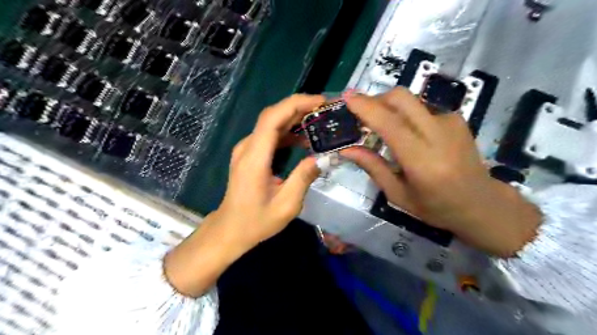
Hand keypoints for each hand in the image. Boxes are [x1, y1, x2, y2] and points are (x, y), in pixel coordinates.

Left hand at [218, 93, 324, 245]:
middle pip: (272, 116)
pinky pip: (270, 135)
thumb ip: (304, 178)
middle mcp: (248, 148)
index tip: (320, 102)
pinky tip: (304, 138)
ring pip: (271, 124)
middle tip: (326, 110)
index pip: (272, 118)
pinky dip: (288, 132)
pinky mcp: (250, 154)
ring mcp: (246, 150)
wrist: (230, 229)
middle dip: (300, 107)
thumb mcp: (286, 205)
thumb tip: (322, 157)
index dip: (296, 104)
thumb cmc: (256, 221)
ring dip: (295, 119)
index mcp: (254, 158)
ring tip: (320, 121)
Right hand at [341, 88, 541, 256]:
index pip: (391, 125)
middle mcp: (439, 135)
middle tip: (362, 114)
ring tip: (382, 125)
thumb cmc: (436, 206)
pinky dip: (405, 114)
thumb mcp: (398, 195)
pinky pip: (421, 107)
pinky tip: (407, 132)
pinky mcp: (457, 118)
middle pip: (402, 98)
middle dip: (376, 99)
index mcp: (422, 162)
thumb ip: (373, 167)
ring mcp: (451, 123)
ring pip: (410, 100)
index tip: (347, 98)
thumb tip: (347, 149)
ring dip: (389, 107)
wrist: (482, 202)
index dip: (367, 108)